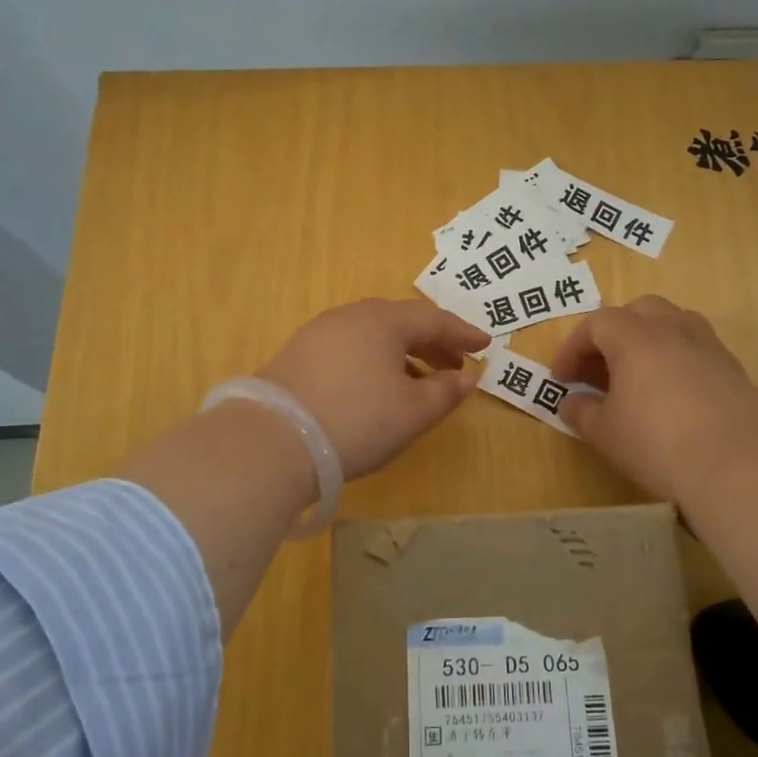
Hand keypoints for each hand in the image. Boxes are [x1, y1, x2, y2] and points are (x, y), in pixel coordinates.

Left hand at [259, 299, 489, 480]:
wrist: (272, 440)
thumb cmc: (357, 420)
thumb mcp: (413, 412)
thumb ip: (446, 392)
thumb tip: (466, 377)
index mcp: (383, 320)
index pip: (433, 318)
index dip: (462, 333)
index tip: (485, 344)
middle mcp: (350, 316)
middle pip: (401, 322)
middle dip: (433, 342)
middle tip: (455, 365)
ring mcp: (319, 333)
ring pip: (372, 336)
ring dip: (403, 354)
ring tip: (420, 382)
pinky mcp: (297, 355)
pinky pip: (349, 349)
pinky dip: (373, 362)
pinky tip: (376, 389)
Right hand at [552, 295, 757, 505]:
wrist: (736, 468)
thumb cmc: (657, 444)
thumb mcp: (604, 433)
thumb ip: (581, 411)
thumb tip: (571, 403)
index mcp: (635, 337)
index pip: (595, 324)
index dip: (572, 348)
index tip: (561, 379)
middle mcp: (672, 329)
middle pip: (637, 311)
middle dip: (611, 334)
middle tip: (598, 368)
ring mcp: (708, 346)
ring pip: (672, 322)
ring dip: (647, 339)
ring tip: (637, 374)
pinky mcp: (733, 369)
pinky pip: (696, 348)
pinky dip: (676, 358)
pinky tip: (672, 394)